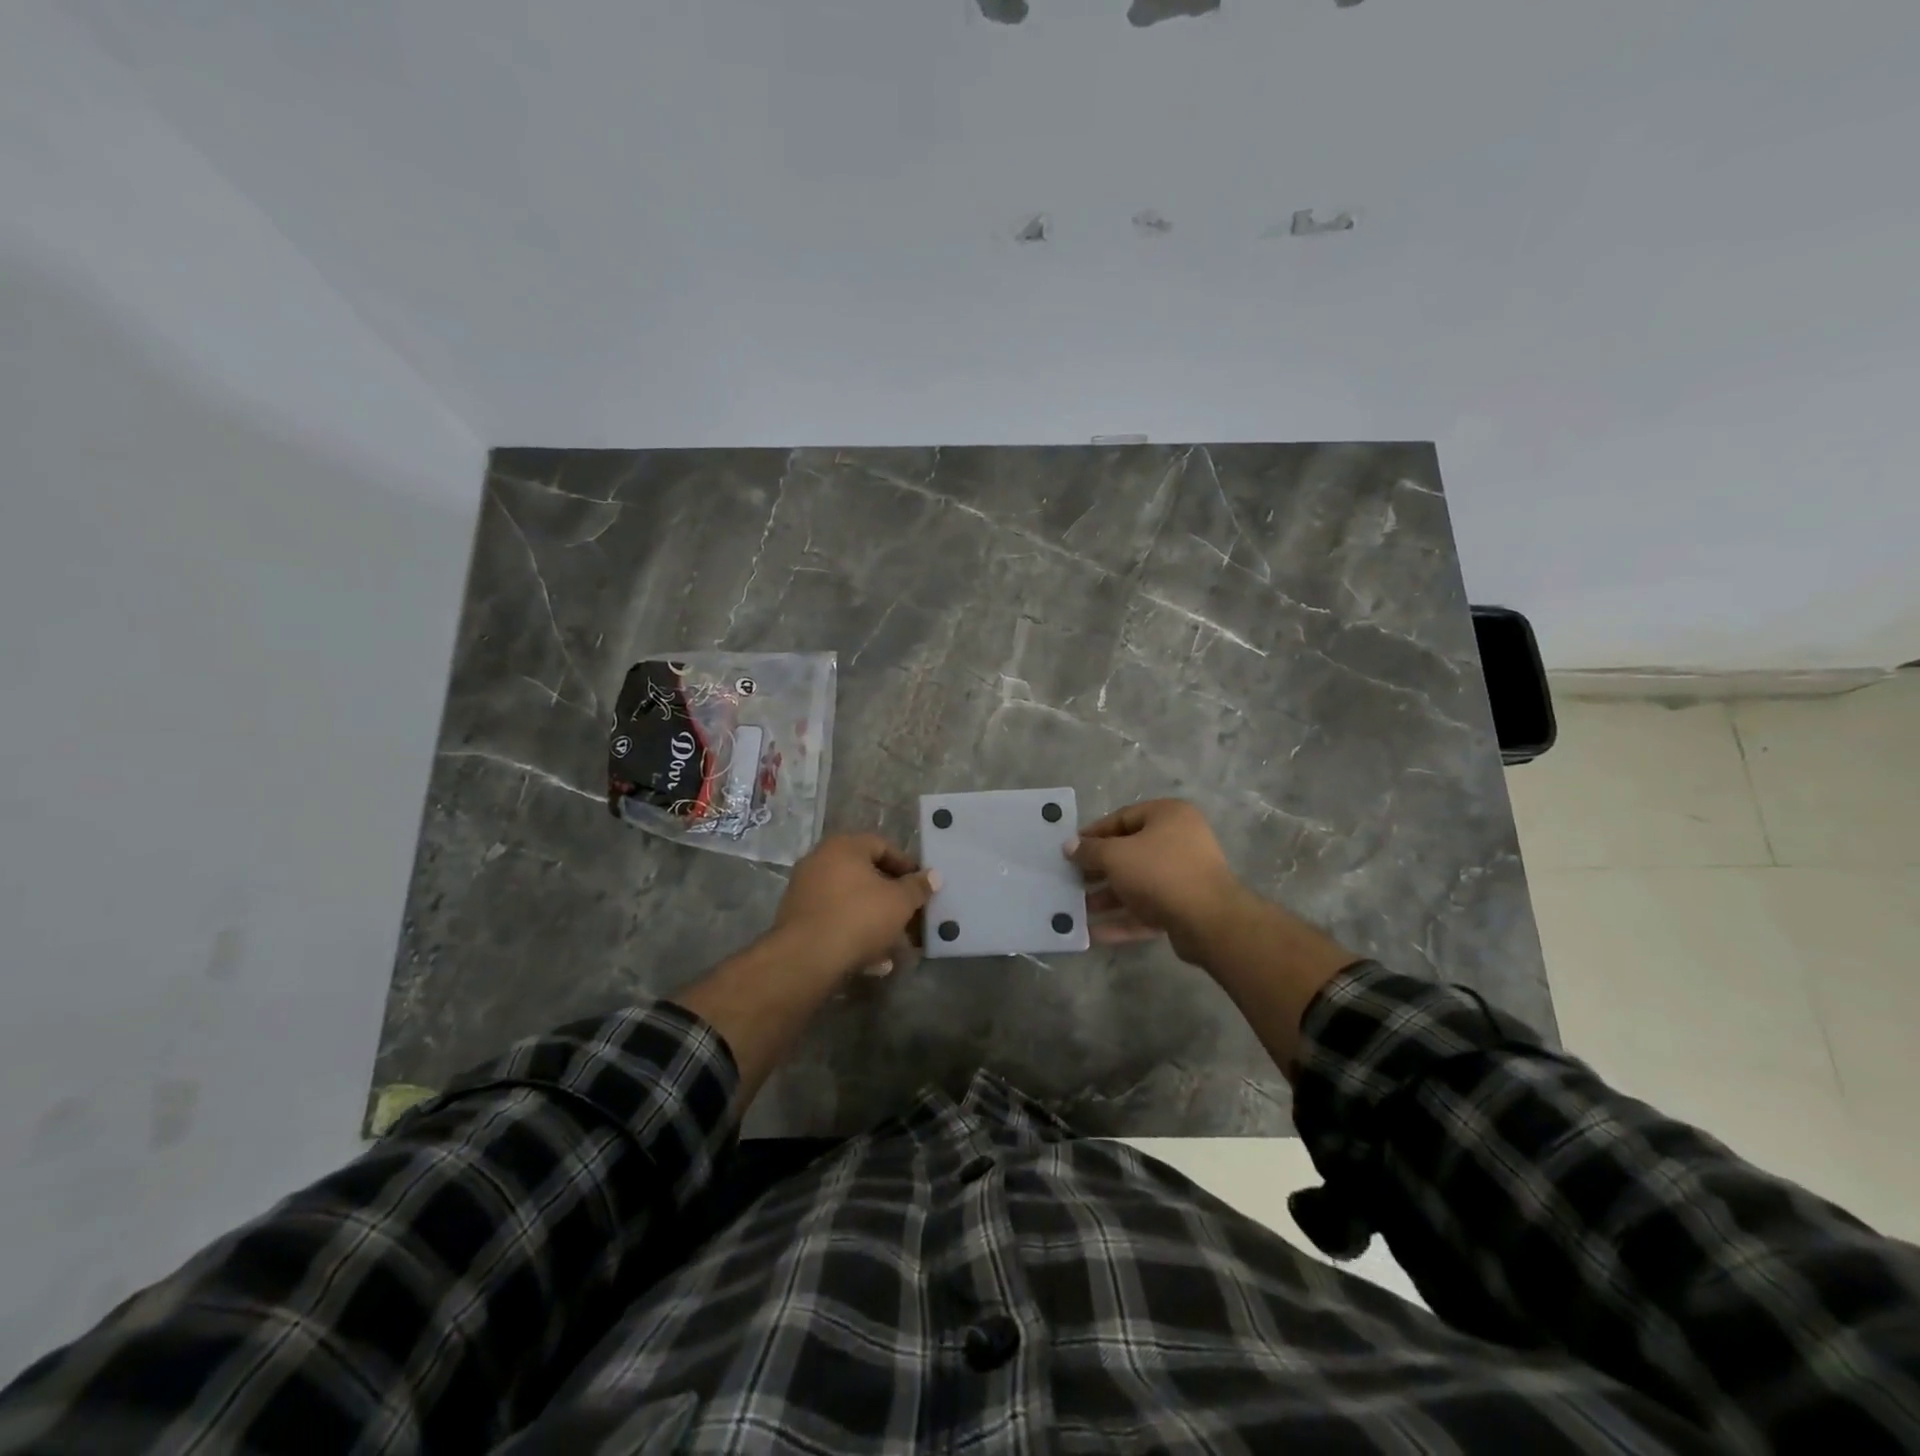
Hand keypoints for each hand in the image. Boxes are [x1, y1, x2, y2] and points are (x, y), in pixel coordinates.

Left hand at [773, 833, 938, 980]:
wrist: (806, 958)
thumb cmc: (859, 917)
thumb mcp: (899, 902)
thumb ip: (918, 887)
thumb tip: (934, 876)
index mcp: (843, 847)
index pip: (882, 846)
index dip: (907, 866)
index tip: (922, 887)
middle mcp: (819, 861)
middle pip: (865, 876)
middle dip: (892, 899)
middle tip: (911, 917)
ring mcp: (805, 891)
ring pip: (851, 902)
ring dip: (876, 921)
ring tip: (896, 946)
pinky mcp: (797, 920)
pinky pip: (835, 921)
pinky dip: (855, 934)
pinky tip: (874, 961)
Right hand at [1066, 799, 1249, 964]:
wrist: (1209, 921)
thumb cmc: (1159, 873)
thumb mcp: (1115, 856)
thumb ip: (1090, 850)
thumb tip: (1070, 846)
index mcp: (1168, 816)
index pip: (1122, 818)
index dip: (1093, 834)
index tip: (1070, 850)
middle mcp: (1180, 841)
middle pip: (1130, 852)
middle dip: (1098, 869)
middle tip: (1072, 880)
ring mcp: (1185, 876)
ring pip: (1138, 883)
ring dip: (1108, 896)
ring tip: (1078, 909)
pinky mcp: (1185, 907)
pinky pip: (1148, 909)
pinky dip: (1123, 919)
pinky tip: (1094, 933)